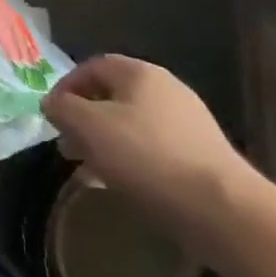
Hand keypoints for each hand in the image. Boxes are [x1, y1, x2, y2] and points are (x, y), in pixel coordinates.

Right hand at [41, 54, 257, 248]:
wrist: (223, 210)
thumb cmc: (146, 155)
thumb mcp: (87, 126)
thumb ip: (61, 108)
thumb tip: (52, 104)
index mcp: (139, 73)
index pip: (91, 66)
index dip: (65, 87)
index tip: (52, 115)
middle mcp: (166, 90)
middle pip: (112, 96)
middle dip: (84, 119)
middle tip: (67, 144)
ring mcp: (189, 123)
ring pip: (131, 125)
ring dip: (104, 142)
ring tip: (88, 168)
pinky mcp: (201, 156)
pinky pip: (153, 149)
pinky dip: (131, 160)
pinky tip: (120, 183)